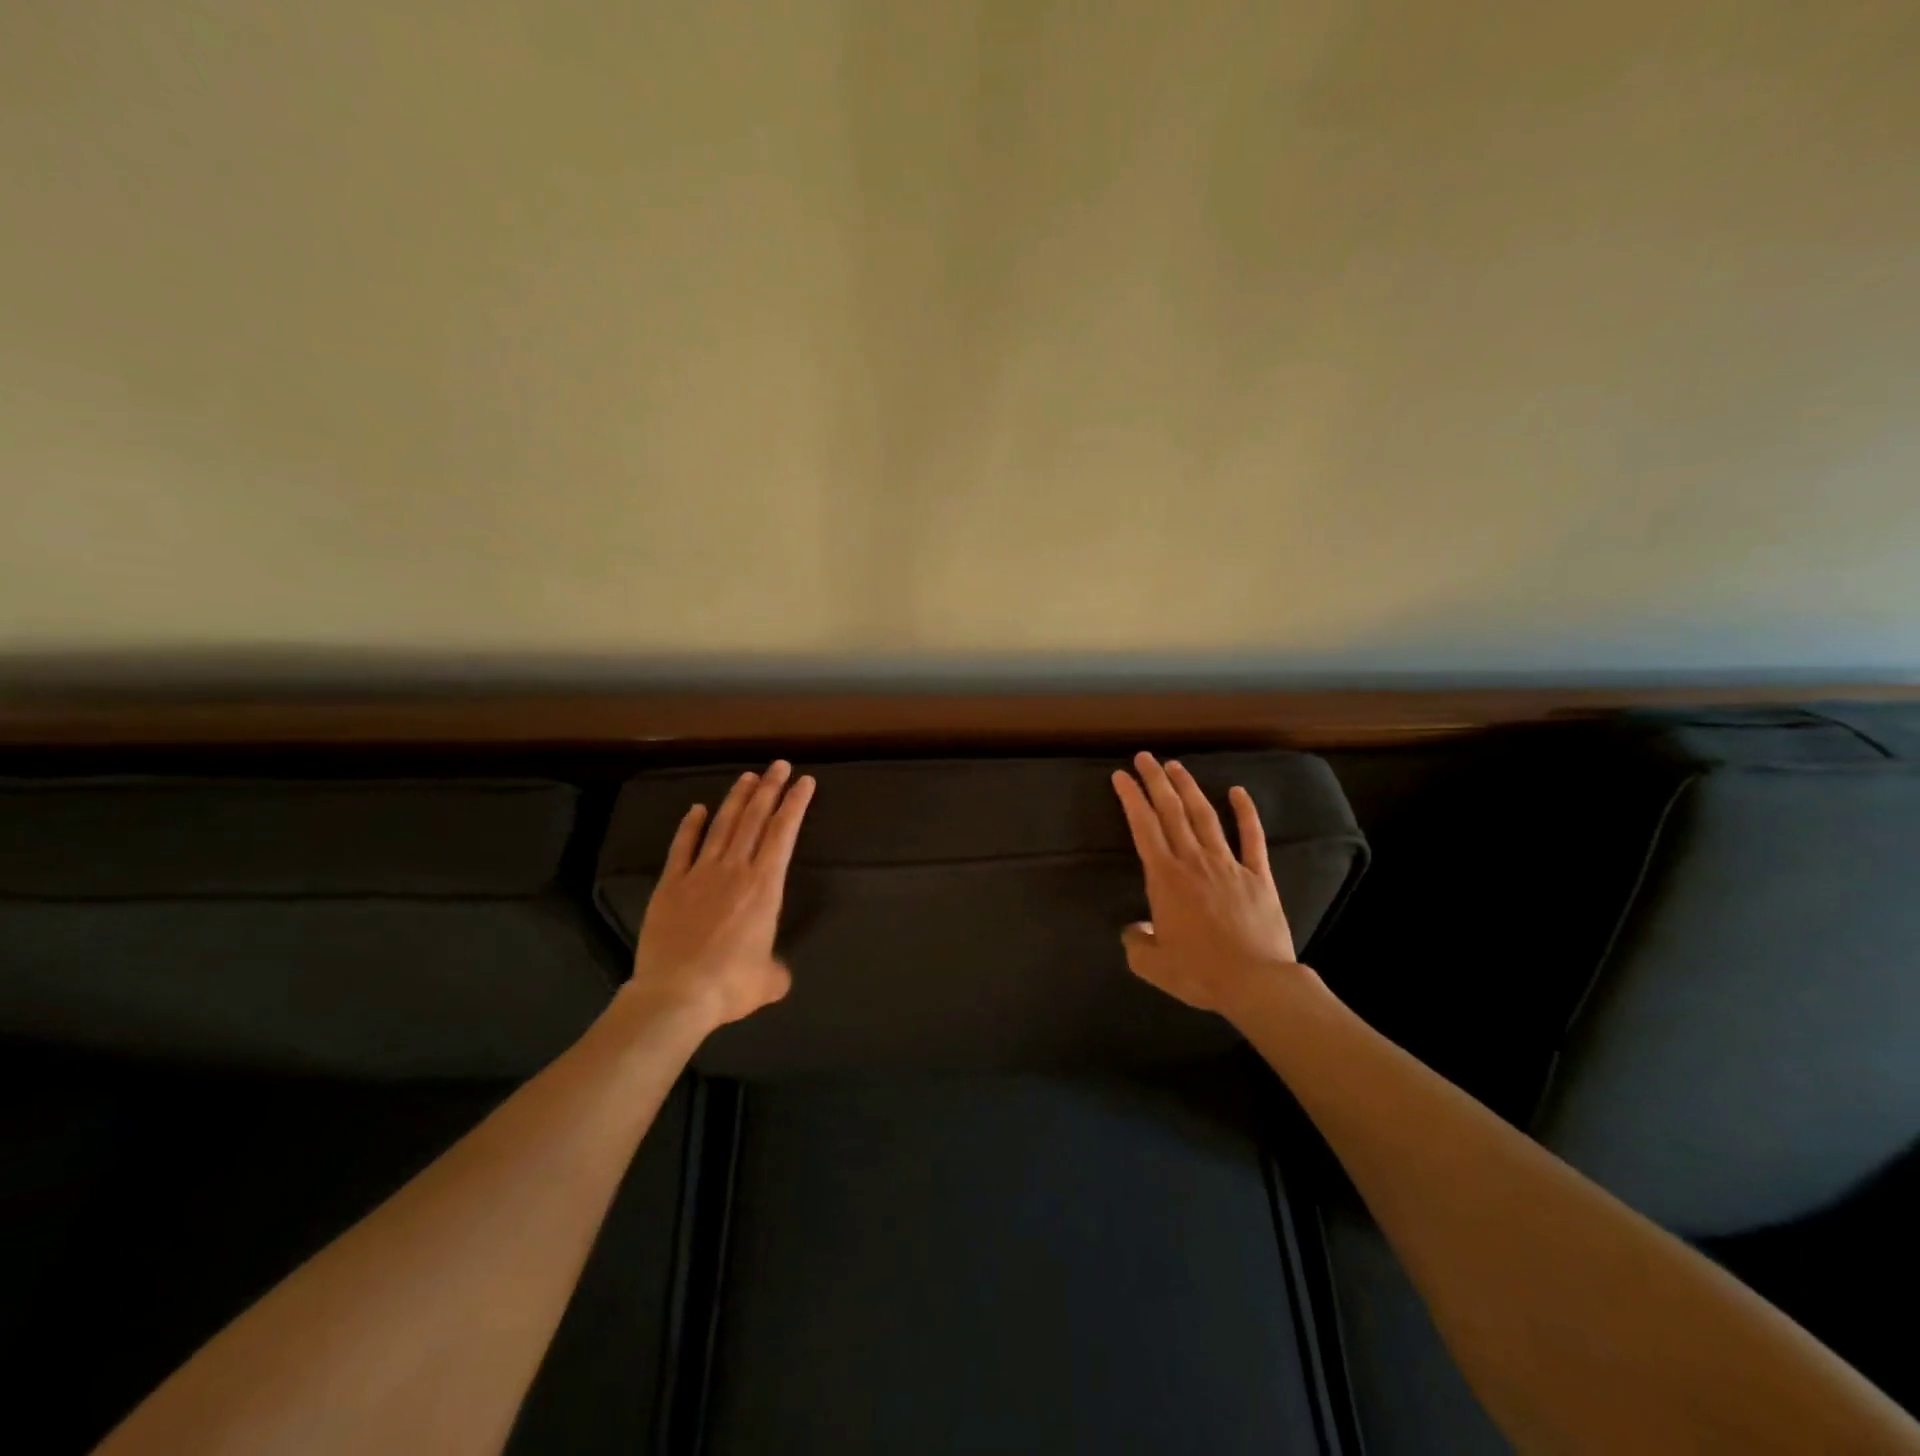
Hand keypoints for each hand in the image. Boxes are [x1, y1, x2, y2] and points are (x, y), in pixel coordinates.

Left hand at [627, 760, 814, 1028]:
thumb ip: (776, 968)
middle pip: (755, 819)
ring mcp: (700, 873)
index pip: (783, 834)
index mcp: (765, 886)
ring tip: (748, 777)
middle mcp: (735, 870)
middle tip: (779, 765)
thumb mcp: (769, 981)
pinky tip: (697, 809)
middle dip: (770, 789)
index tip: (804, 782)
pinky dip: (691, 826)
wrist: (676, 994)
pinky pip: (683, 847)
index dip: (795, 804)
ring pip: (722, 826)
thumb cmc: (730, 985)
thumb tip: (774, 972)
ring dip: (737, 799)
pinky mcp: (671, 885)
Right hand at [1111, 752, 1303, 1014]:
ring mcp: (1228, 865)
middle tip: (1144, 757)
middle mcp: (1194, 862)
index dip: (1131, 799)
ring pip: (1205, 816)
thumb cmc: (1199, 973)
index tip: (1121, 776)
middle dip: (1155, 781)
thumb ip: (1136, 942)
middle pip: (1171, 812)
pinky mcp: (1257, 876)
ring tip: (1175, 766)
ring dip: (1189, 788)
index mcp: (1165, 878)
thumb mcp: (1152, 965)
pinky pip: (1251, 837)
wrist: (1255, 982)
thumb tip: (1135, 929)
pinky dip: (1245, 812)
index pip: (1143, 828)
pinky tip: (1238, 791)